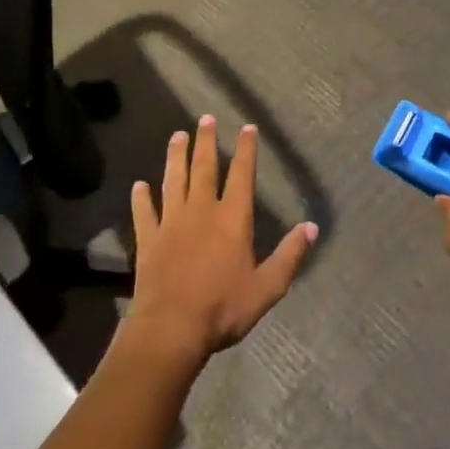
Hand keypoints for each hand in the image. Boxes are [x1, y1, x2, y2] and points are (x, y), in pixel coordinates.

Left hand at [126, 116, 316, 360]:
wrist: (171, 329)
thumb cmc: (223, 308)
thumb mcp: (267, 287)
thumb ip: (290, 255)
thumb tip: (311, 227)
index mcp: (233, 219)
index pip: (242, 175)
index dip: (246, 150)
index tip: (246, 127)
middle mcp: (202, 211)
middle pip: (204, 169)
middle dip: (206, 142)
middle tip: (205, 119)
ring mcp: (172, 223)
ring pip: (174, 181)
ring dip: (176, 157)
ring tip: (177, 136)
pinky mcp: (149, 240)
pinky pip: (144, 213)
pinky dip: (142, 198)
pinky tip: (139, 185)